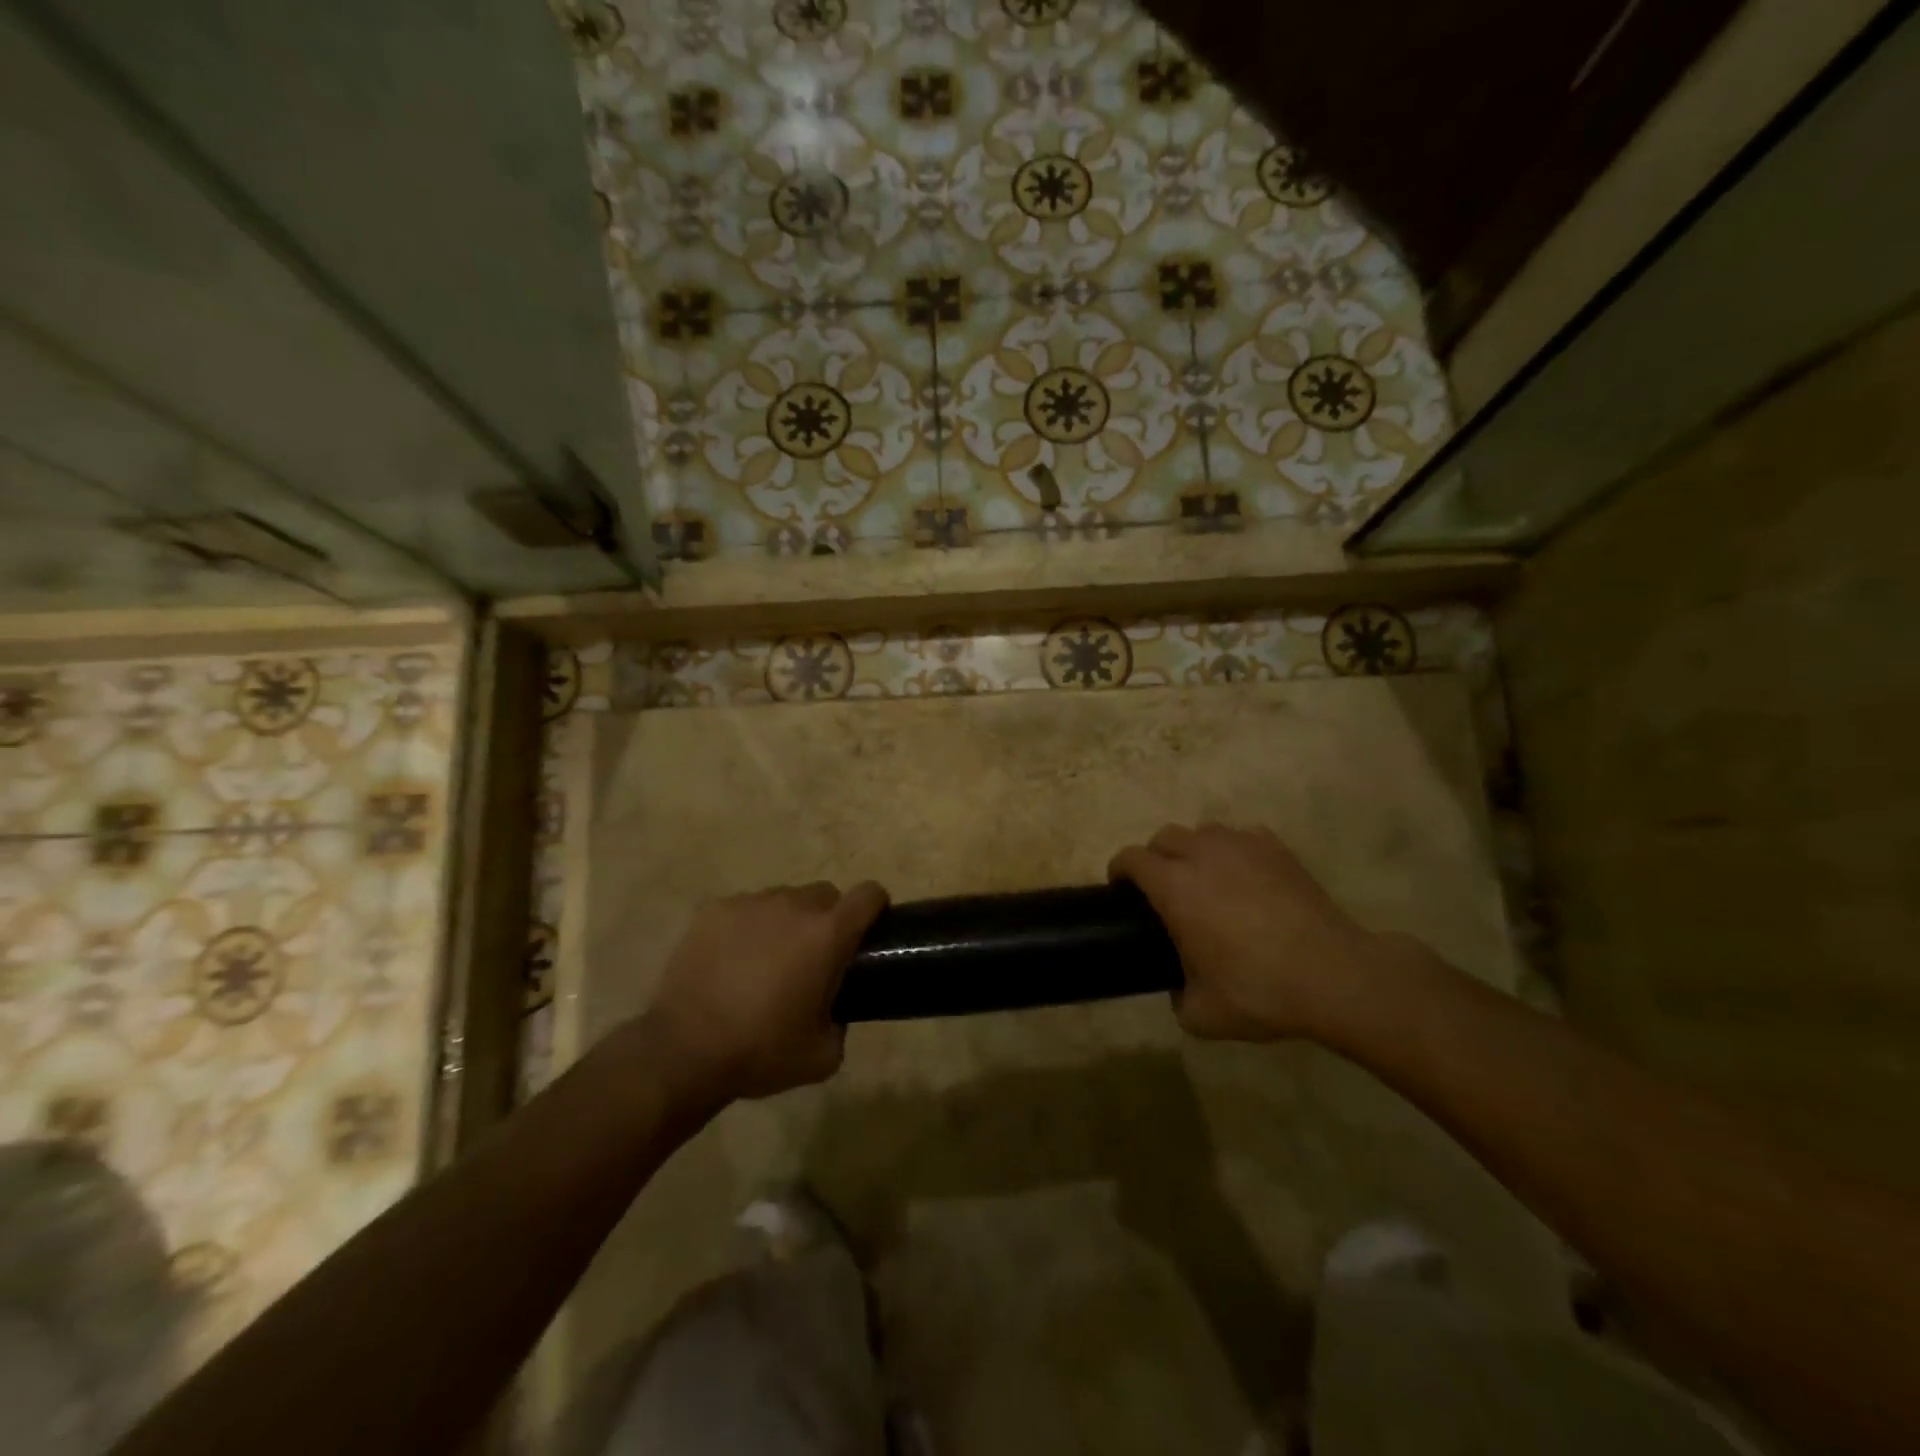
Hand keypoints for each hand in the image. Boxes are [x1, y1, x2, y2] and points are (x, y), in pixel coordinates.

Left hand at [644, 881, 887, 1099]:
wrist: (683, 1050)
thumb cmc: (761, 1051)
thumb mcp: (823, 1056)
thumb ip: (842, 1023)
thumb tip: (834, 1009)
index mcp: (827, 934)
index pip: (869, 895)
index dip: (875, 907)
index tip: (869, 930)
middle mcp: (793, 906)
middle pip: (825, 895)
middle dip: (827, 919)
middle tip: (812, 958)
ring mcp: (750, 903)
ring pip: (784, 900)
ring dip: (786, 923)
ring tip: (766, 961)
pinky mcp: (714, 910)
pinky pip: (745, 909)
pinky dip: (748, 928)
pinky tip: (732, 962)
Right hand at [1110, 823, 1390, 1042]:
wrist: (1333, 976)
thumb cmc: (1259, 991)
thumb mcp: (1202, 1015)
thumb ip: (1177, 998)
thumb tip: (1179, 991)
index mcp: (1175, 887)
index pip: (1132, 859)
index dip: (1120, 871)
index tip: (1121, 890)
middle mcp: (1203, 855)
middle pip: (1165, 837)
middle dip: (1155, 857)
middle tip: (1163, 890)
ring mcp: (1243, 846)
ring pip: (1204, 832)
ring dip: (1194, 850)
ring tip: (1206, 880)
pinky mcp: (1278, 850)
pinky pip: (1243, 837)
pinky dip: (1234, 852)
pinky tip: (1246, 877)